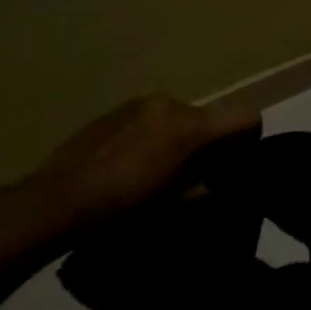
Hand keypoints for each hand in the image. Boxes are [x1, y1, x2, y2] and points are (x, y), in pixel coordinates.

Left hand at [27, 95, 259, 232]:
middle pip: (210, 117)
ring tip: (160, 171)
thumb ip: (206, 189)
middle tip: (197, 175)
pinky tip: (133, 162)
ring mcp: (141, 102)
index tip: (239, 163)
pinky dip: (155, 134)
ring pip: (180, 115)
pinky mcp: (117, 108)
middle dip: (210, 142)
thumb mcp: (175, 205)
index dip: (250, 138)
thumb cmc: (124, 206)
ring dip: (181, 137)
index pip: (245, 116)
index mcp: (190, 127)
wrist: (60, 198)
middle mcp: (170, 103)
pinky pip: (152, 116)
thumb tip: (220, 184)